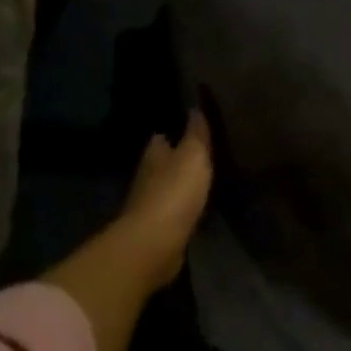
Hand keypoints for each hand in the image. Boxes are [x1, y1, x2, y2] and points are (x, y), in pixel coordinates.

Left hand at [108, 112, 215, 294]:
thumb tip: (195, 108)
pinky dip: (183, 207)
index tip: (190, 128)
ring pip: (167, 187)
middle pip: (162, 163)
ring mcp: (150, 205)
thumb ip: (196, 134)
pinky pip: (174, 211)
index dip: (174, 132)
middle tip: (201, 154)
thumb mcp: (193, 156)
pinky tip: (197, 206)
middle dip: (177, 159)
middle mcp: (147, 177)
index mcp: (154, 155)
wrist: (155, 243)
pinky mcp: (158, 229)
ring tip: (202, 179)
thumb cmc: (174, 192)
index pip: (161, 138)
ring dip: (180, 184)